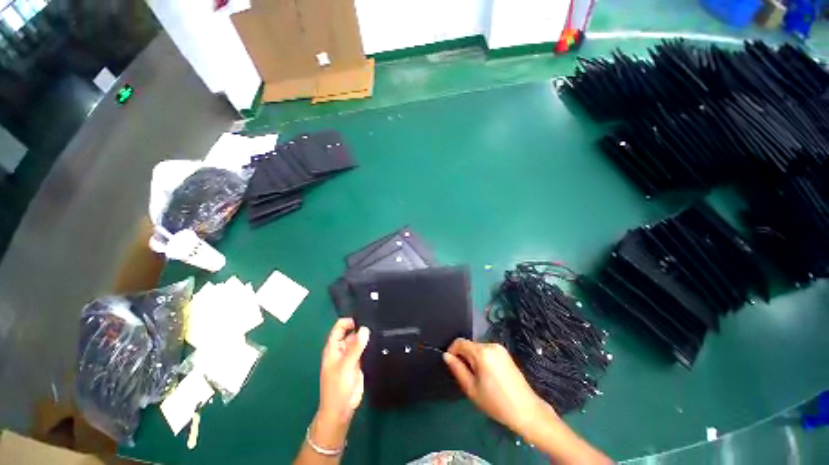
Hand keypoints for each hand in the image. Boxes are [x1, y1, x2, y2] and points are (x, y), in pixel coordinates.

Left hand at [312, 318, 369, 450]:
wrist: (342, 409)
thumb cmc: (337, 387)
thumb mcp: (346, 365)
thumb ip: (356, 347)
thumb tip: (365, 329)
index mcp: (333, 347)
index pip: (340, 327)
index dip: (350, 321)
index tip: (364, 318)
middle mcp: (342, 349)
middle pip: (351, 332)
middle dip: (361, 328)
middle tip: (376, 323)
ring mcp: (350, 356)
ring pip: (359, 341)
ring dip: (366, 337)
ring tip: (380, 330)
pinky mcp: (359, 363)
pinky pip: (364, 349)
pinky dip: (370, 345)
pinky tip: (379, 341)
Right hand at [443, 338, 554, 435]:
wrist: (526, 411)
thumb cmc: (496, 402)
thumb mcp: (471, 389)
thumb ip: (457, 369)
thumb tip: (446, 356)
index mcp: (482, 352)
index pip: (460, 342)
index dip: (452, 351)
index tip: (452, 365)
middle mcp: (491, 345)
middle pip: (469, 345)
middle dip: (464, 357)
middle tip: (467, 377)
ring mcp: (500, 348)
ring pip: (478, 348)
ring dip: (473, 358)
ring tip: (479, 378)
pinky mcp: (505, 353)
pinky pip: (487, 351)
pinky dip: (482, 359)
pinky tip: (488, 376)